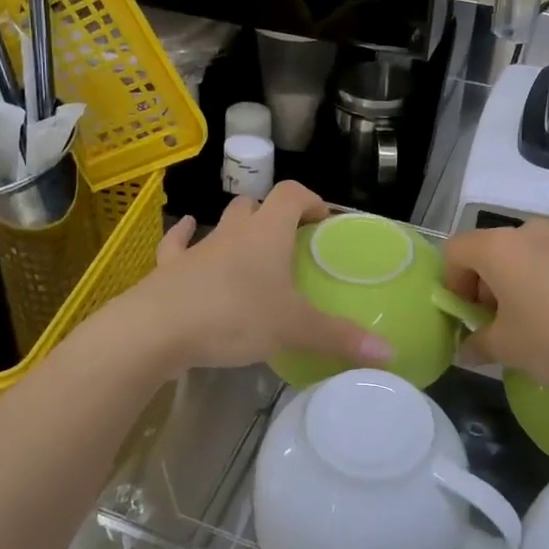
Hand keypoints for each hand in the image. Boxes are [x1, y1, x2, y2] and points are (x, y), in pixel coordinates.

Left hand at [136, 183, 394, 377]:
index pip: (292, 193)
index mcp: (267, 234)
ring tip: (250, 246)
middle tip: (289, 243)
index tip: (322, 220)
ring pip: (222, 223)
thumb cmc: (233, 316)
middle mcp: (234, 231)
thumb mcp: (293, 329)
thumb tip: (391, 355)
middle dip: (274, 215)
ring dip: (237, 228)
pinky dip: (185, 238)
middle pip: (256, 204)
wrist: (156, 329)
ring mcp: (198, 247)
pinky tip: (188, 236)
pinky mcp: (169, 269)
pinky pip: (178, 244)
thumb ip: (340, 339)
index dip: (310, 199)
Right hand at [443, 207, 548, 394]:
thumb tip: (466, 349)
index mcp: (496, 248)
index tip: (469, 316)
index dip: (452, 283)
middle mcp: (528, 230)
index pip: (455, 251)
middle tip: (501, 322)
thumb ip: (478, 344)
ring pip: (530, 241)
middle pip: (491, 248)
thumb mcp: (508, 350)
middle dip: (487, 281)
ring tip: (538, 305)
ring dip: (523, 267)